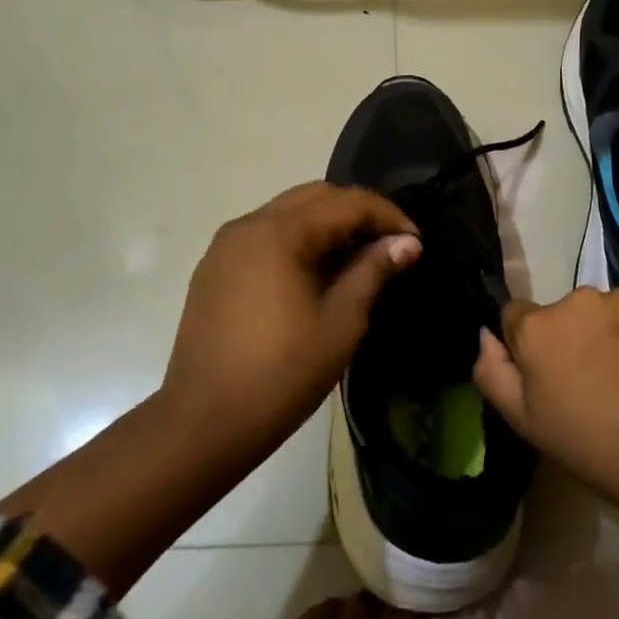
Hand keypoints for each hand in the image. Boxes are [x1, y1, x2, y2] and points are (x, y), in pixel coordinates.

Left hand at [164, 182, 420, 451]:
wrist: (203, 421)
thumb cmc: (282, 374)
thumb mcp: (340, 323)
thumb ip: (372, 271)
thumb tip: (407, 243)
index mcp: (279, 233)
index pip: (346, 203)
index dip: (387, 216)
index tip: (415, 242)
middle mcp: (248, 224)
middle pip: (314, 197)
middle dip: (357, 213)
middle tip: (389, 245)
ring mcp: (225, 245)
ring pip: (287, 212)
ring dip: (326, 224)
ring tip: (356, 258)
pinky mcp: (214, 267)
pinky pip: (264, 235)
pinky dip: (296, 239)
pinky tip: (314, 273)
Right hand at [473, 288, 618, 511]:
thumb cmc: (596, 447)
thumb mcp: (527, 424)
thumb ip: (492, 372)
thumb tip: (486, 335)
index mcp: (539, 326)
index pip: (515, 316)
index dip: (527, 348)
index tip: (548, 380)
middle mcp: (580, 299)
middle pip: (563, 314)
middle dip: (570, 339)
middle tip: (592, 386)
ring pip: (604, 313)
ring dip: (608, 336)